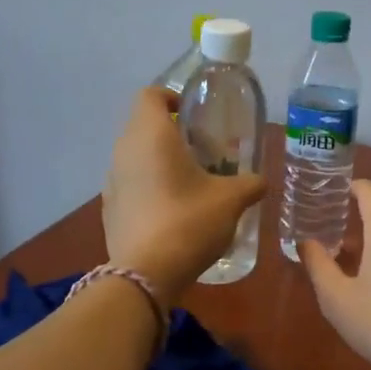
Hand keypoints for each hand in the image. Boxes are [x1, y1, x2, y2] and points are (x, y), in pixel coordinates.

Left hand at [103, 88, 265, 299]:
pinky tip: (172, 212)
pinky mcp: (109, 209)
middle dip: (172, 132)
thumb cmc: (189, 222)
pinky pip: (130, 185)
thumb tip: (261, 181)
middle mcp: (124, 150)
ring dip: (159, 161)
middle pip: (144, 125)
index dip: (172, 97)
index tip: (194, 114)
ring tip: (190, 183)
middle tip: (203, 151)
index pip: (151, 95)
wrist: (145, 274)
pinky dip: (149, 187)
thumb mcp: (231, 200)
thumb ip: (250, 184)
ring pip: (136, 156)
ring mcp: (111, 181)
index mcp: (150, 135)